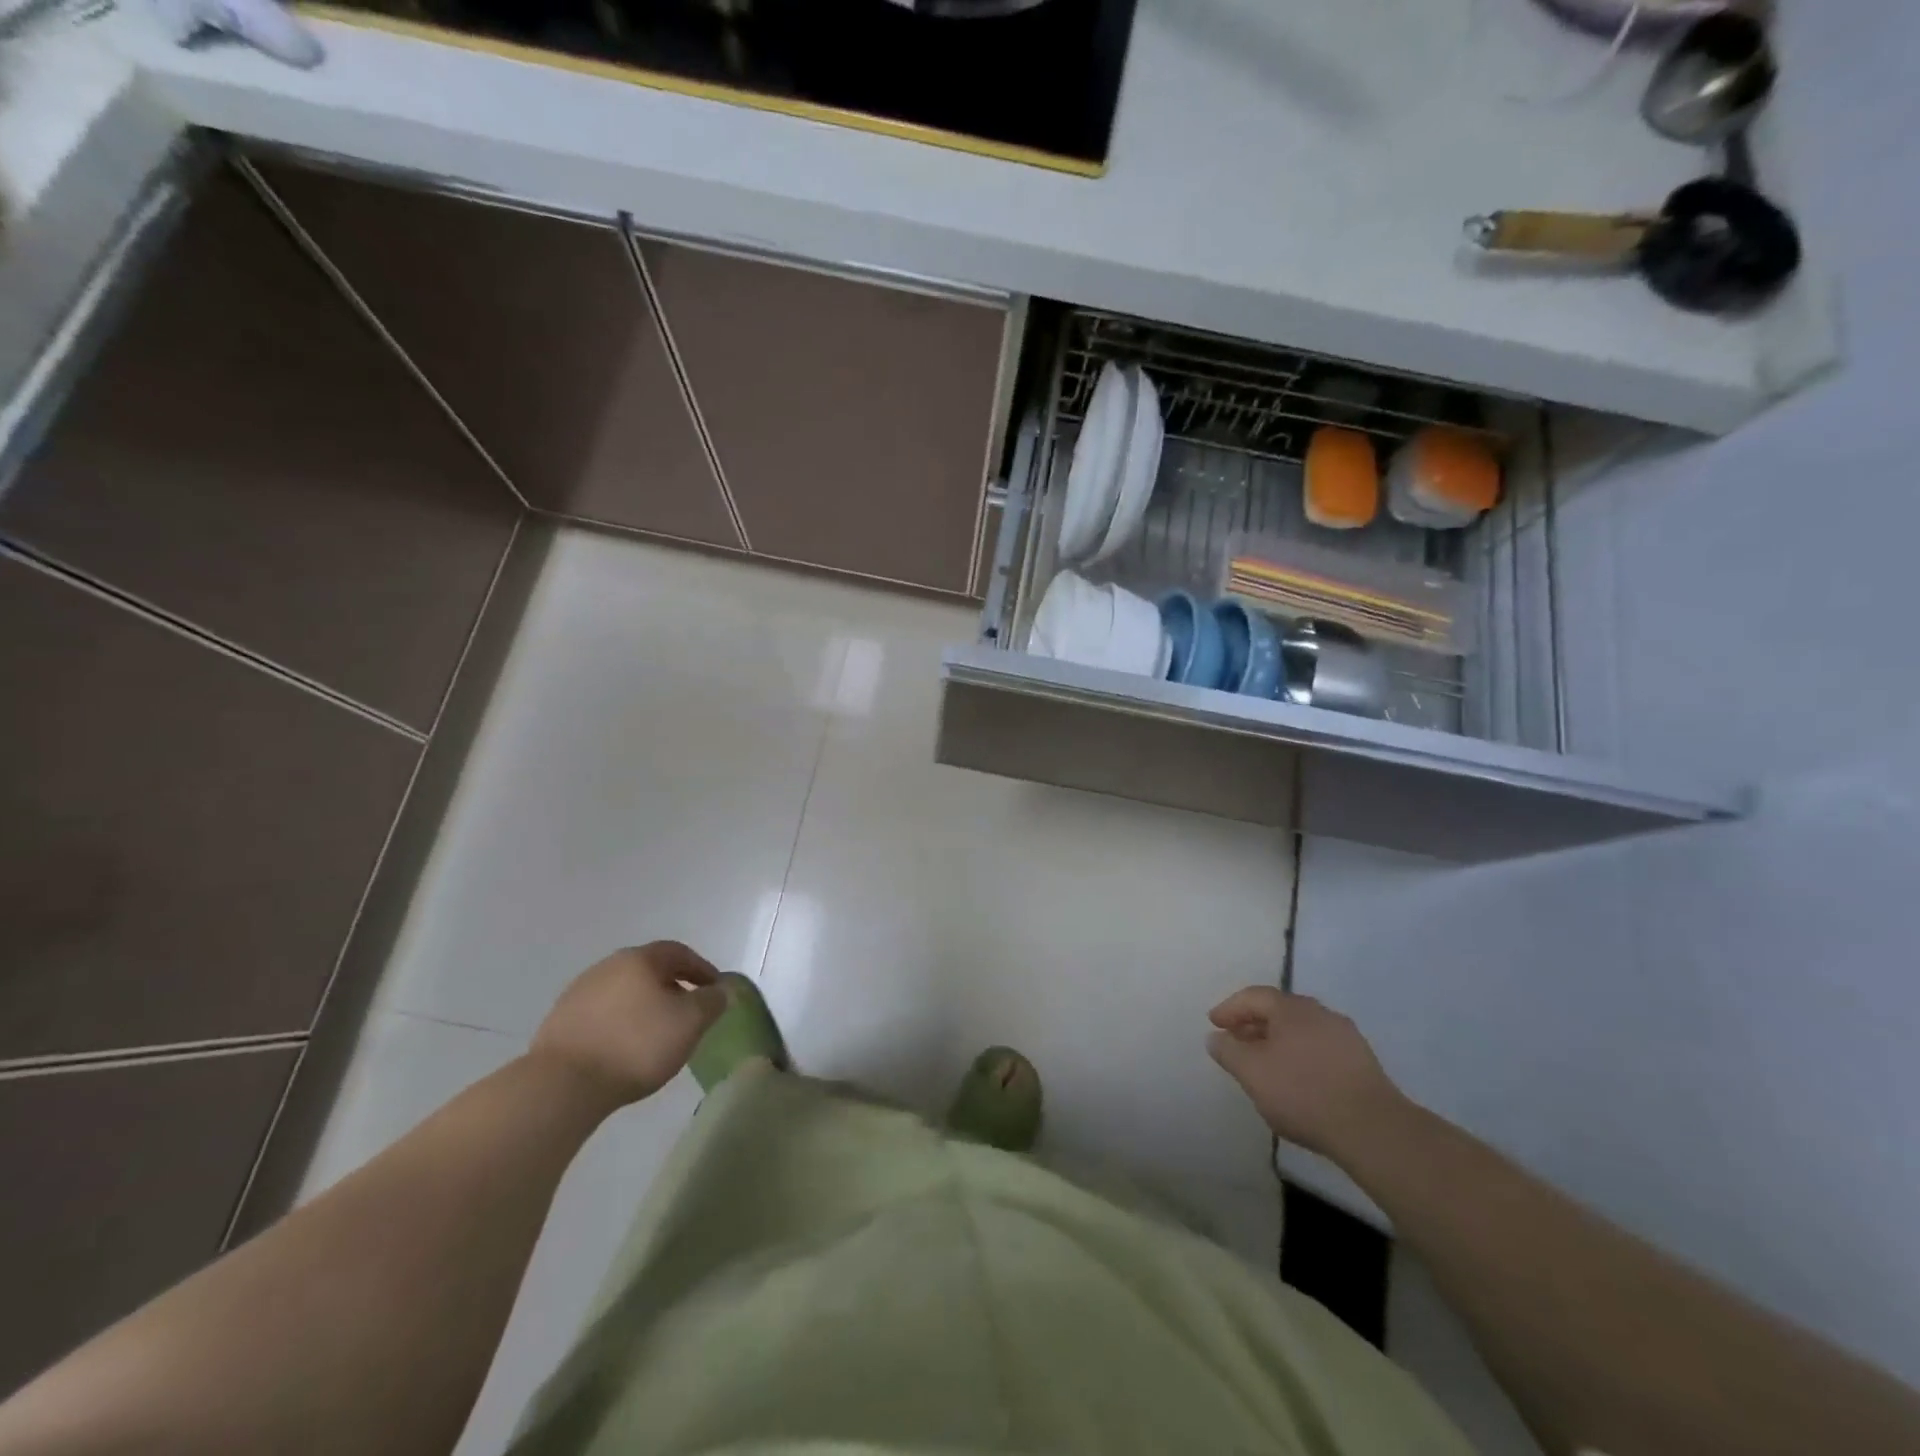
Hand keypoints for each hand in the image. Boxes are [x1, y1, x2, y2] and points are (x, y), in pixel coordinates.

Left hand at [530, 943, 727, 1107]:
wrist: (563, 1085)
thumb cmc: (637, 1045)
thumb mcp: (691, 1022)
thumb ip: (713, 1001)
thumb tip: (722, 989)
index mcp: (640, 959)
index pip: (679, 953)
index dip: (702, 969)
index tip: (715, 991)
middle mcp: (608, 966)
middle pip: (649, 970)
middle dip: (673, 987)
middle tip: (689, 1012)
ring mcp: (579, 993)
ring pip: (624, 992)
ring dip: (644, 1006)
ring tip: (657, 1034)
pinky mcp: (560, 1022)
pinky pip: (602, 1014)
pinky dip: (620, 1024)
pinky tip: (624, 1048)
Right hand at [1207, 987, 1401, 1158]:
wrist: (1373, 1129)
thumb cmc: (1303, 1093)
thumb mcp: (1252, 1073)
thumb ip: (1228, 1051)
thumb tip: (1216, 1037)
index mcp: (1292, 1008)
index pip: (1254, 996)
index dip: (1230, 1008)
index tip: (1214, 1024)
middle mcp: (1320, 1013)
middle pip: (1279, 1010)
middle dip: (1253, 1023)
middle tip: (1236, 1041)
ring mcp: (1346, 1037)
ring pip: (1301, 1030)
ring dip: (1278, 1041)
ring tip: (1264, 1063)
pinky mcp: (1363, 1062)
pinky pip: (1320, 1048)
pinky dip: (1300, 1055)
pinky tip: (1296, 1079)